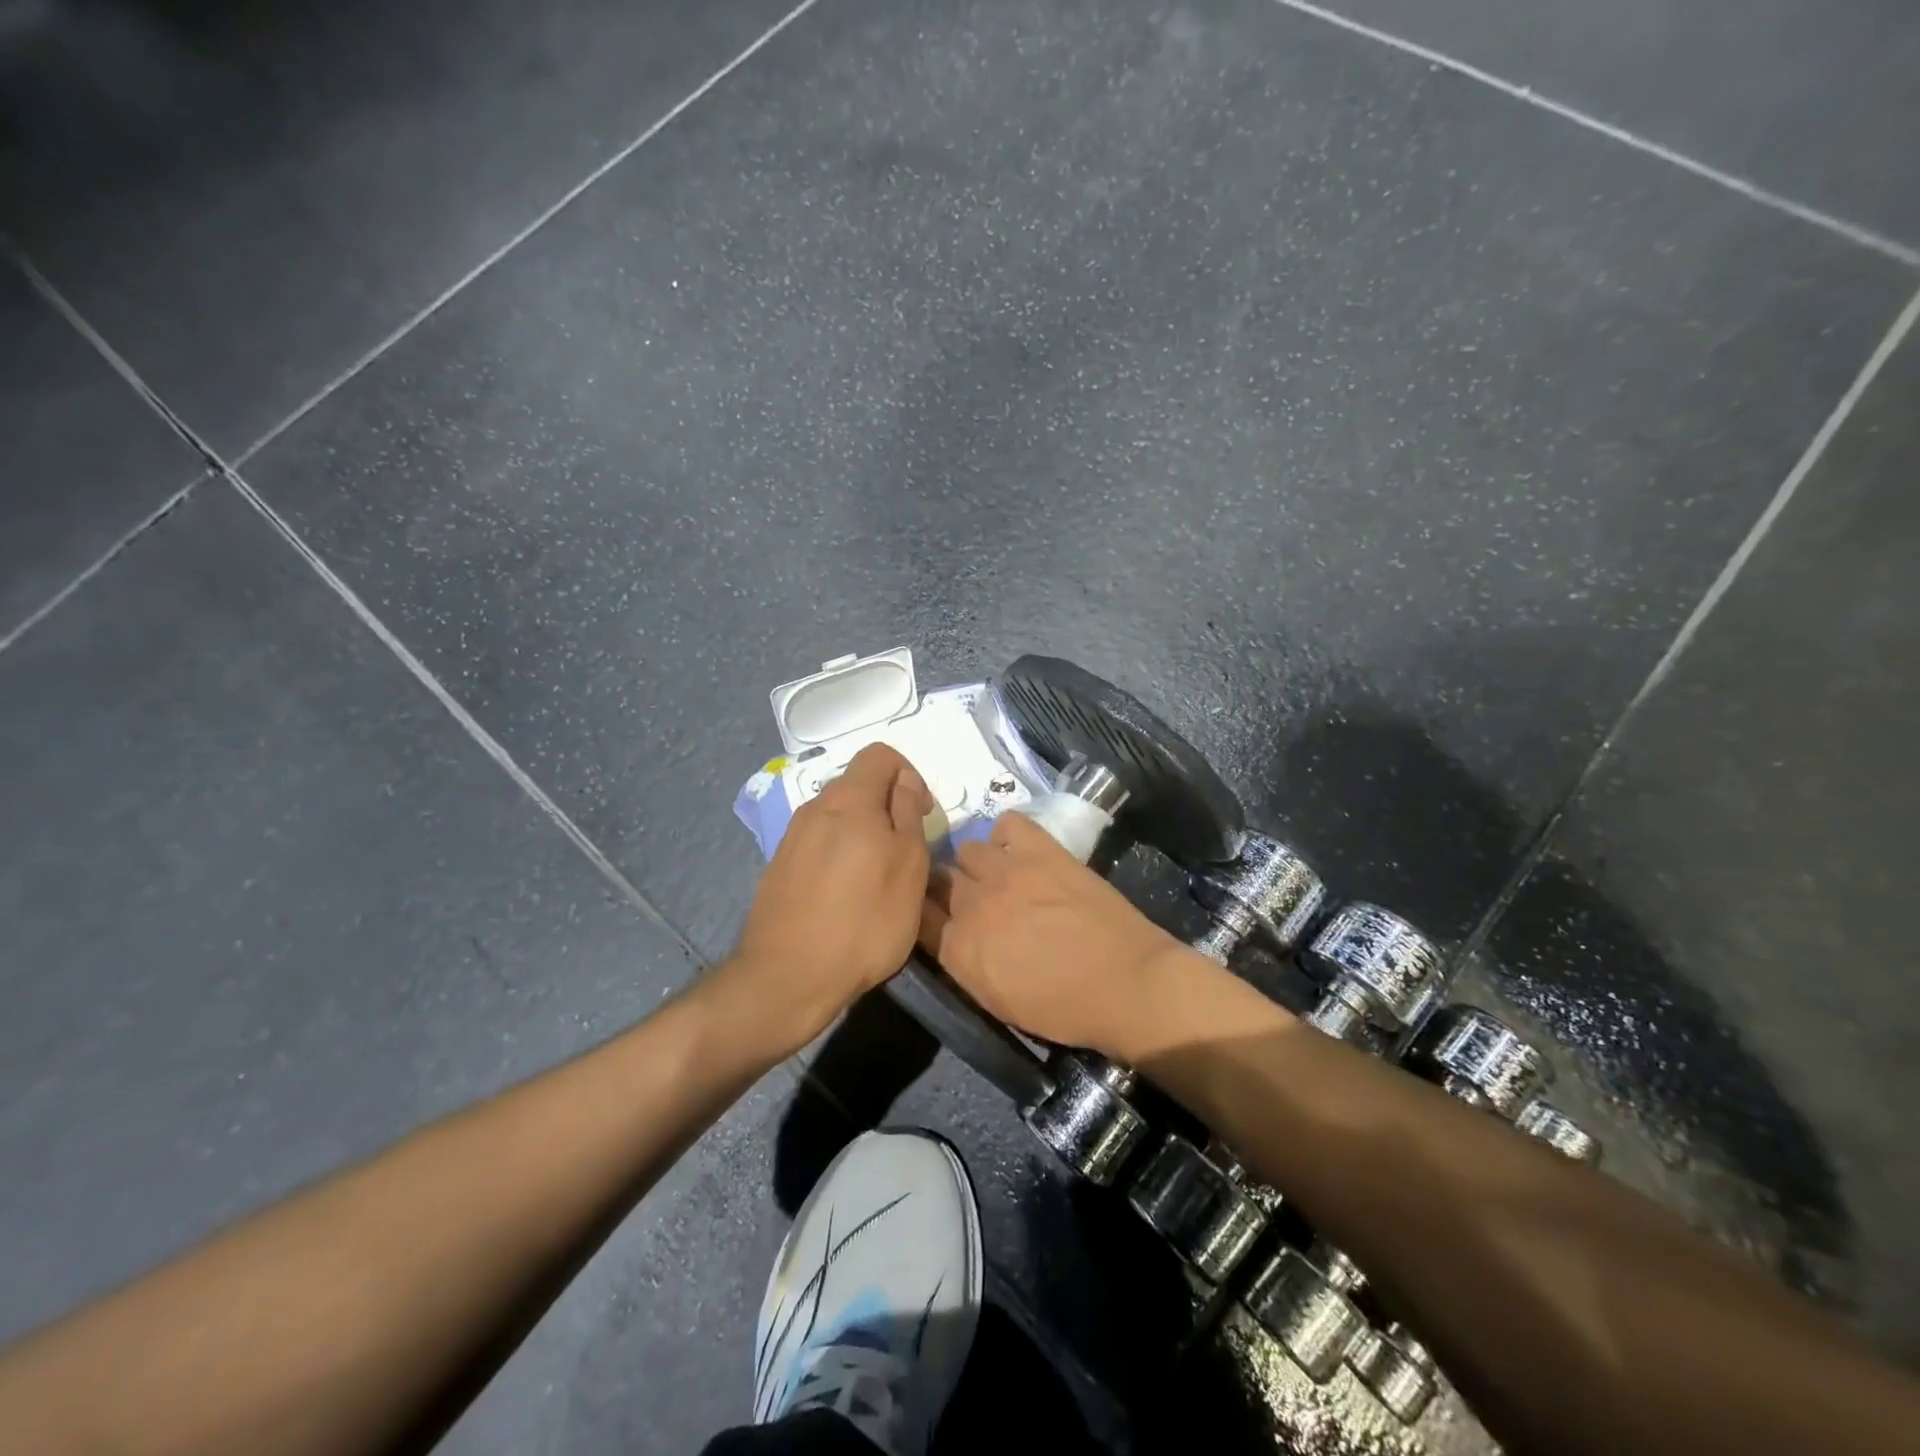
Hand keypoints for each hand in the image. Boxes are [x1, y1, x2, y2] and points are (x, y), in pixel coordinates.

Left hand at [732, 743, 934, 1044]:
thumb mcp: (909, 866)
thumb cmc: (864, 920)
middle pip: (858, 785)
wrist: (788, 977)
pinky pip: (818, 845)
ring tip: (878, 878)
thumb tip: (904, 782)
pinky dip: (840, 855)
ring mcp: (791, 838)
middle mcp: (815, 808)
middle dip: (887, 806)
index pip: (880, 755)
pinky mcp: (779, 868)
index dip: (909, 774)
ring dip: (863, 833)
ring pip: (838, 817)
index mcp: (849, 800)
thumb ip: (908, 814)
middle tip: (906, 850)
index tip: (922, 814)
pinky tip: (846, 897)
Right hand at [917, 810, 1185, 1055]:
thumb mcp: (998, 1002)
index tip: (940, 914)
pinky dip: (1008, 834)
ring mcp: (1006, 871)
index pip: (920, 915)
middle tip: (974, 898)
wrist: (1126, 984)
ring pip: (968, 849)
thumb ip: (965, 964)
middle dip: (950, 888)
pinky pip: (1008, 823)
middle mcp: (972, 904)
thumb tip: (952, 936)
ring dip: (978, 864)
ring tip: (1000, 874)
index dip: (929, 912)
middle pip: (940, 879)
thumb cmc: (1065, 1009)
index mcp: (958, 949)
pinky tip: (1021, 850)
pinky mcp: (1040, 849)